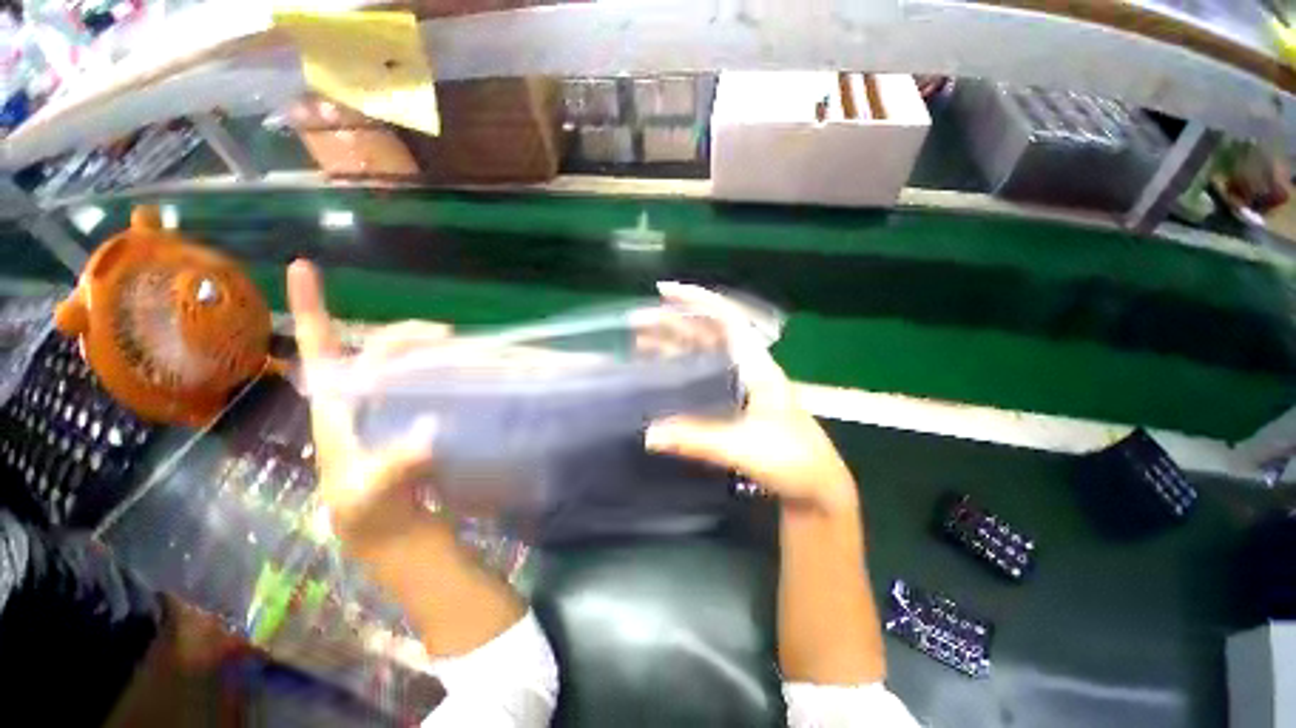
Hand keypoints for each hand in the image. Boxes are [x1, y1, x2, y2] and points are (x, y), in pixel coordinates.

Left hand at [287, 260, 451, 560]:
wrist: (395, 537)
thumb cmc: (371, 518)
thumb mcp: (371, 497)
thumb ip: (395, 465)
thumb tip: (430, 429)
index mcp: (336, 411)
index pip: (319, 352)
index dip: (312, 310)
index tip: (304, 267)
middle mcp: (361, 401)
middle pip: (374, 349)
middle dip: (404, 333)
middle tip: (444, 336)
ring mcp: (391, 410)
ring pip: (403, 363)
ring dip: (426, 348)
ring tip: (457, 349)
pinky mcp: (417, 419)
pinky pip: (428, 383)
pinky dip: (444, 369)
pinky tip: (463, 370)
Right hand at [645, 283, 857, 513]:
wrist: (818, 485)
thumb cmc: (793, 461)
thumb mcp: (745, 448)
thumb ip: (697, 439)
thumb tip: (648, 434)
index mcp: (756, 365)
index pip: (727, 318)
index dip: (696, 300)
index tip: (664, 292)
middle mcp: (747, 367)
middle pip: (707, 333)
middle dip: (673, 323)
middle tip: (636, 324)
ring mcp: (740, 384)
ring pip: (702, 354)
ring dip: (672, 345)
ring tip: (638, 344)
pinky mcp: (734, 402)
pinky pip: (701, 377)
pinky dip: (679, 371)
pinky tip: (659, 375)